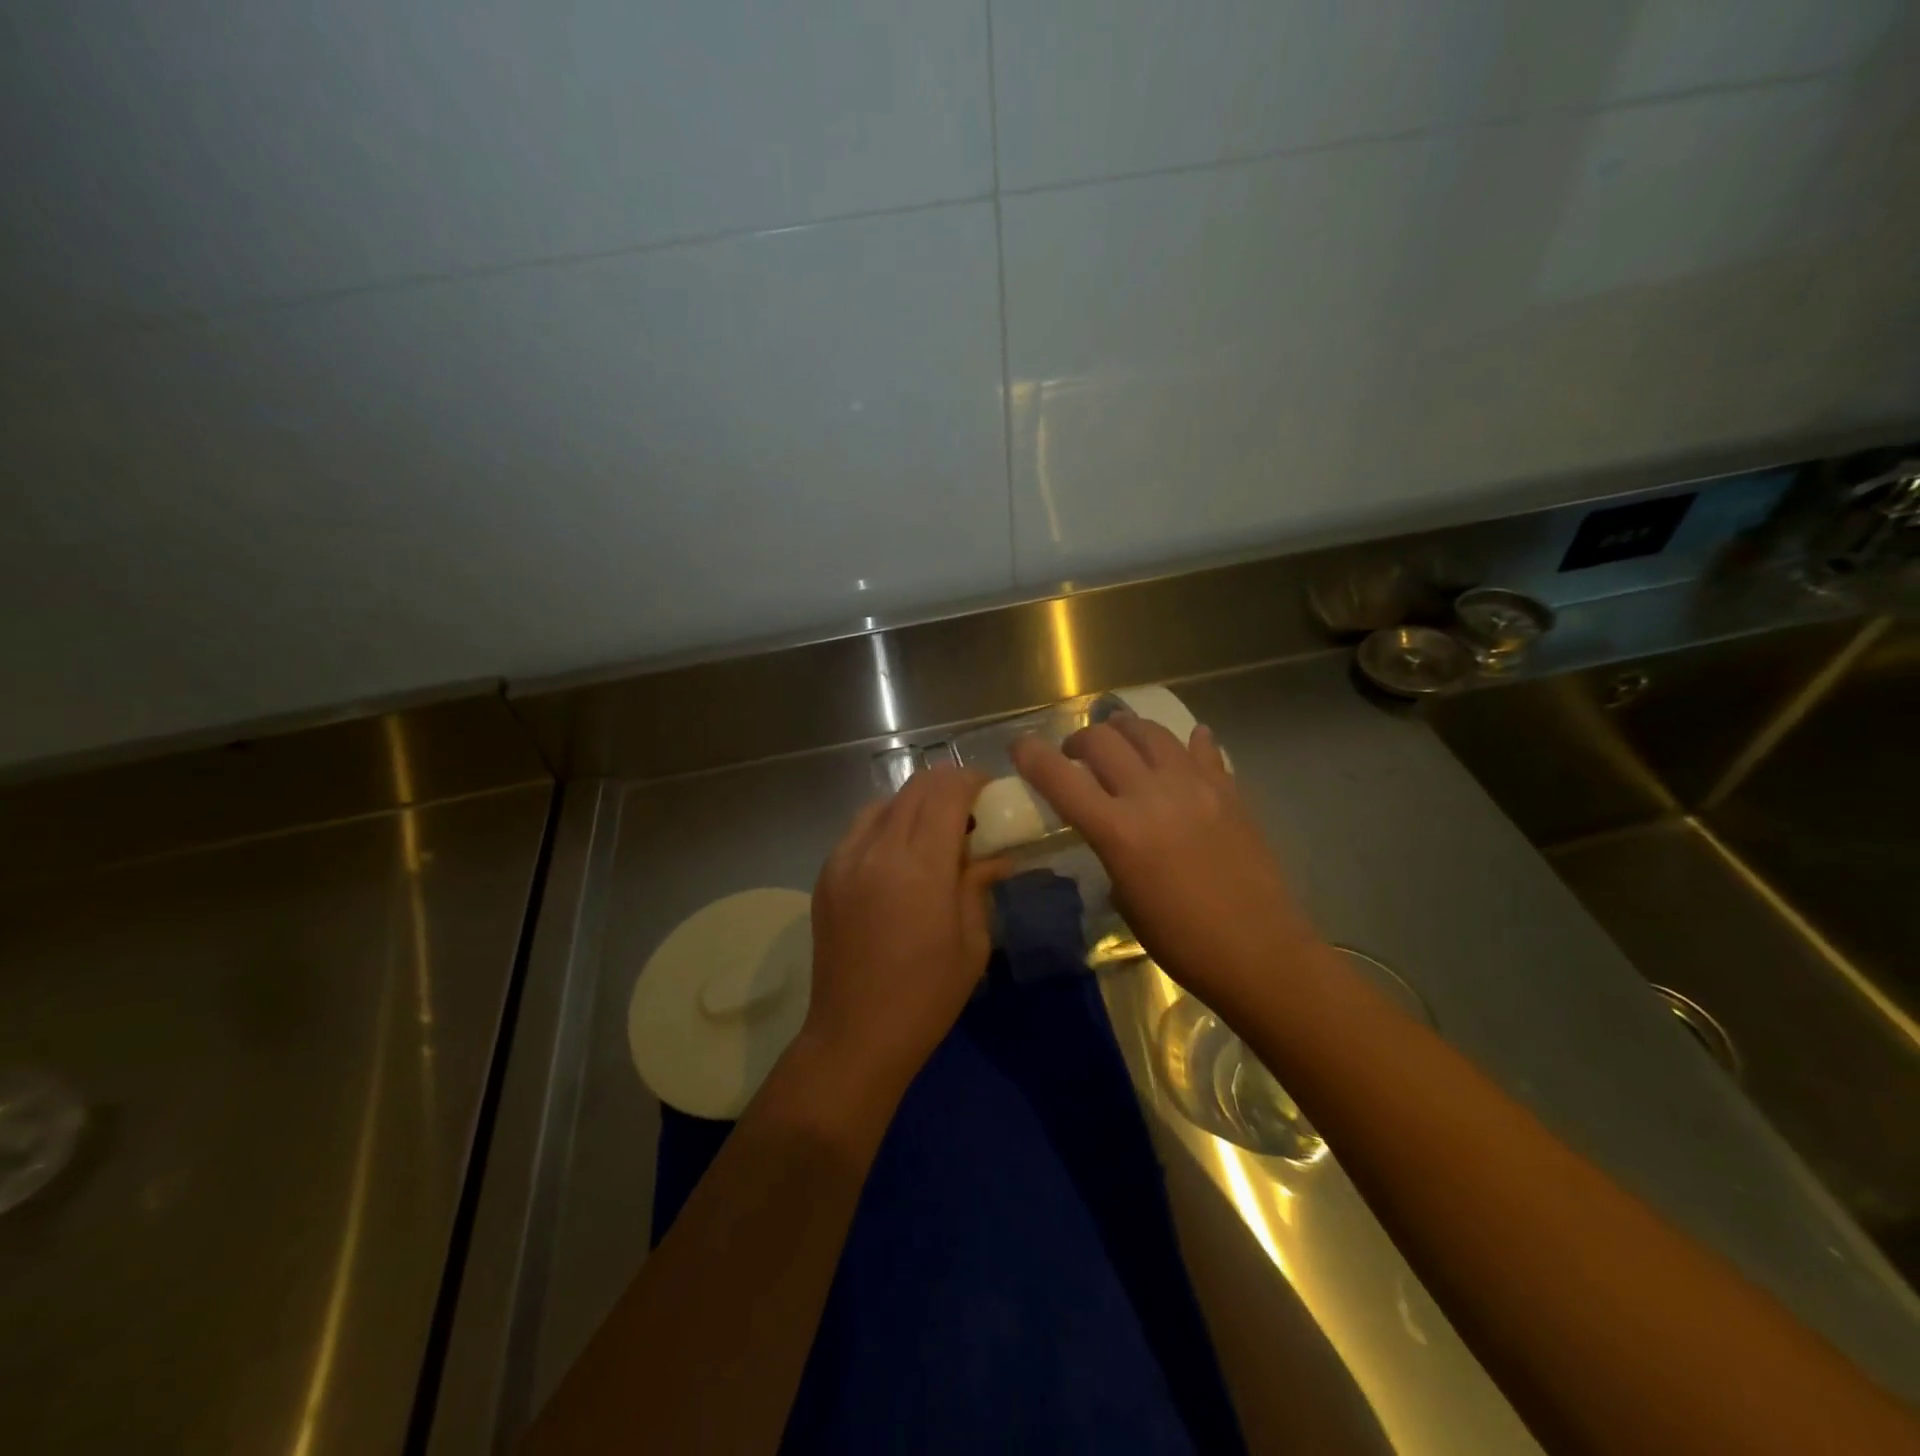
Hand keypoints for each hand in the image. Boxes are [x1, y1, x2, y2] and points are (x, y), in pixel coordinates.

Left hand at [801, 765, 1005, 1101]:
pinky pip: (861, 829)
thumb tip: (997, 855)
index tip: (990, 793)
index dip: (972, 781)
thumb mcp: (972, 941)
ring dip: (915, 805)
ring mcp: (844, 858)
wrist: (855, 1035)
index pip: (946, 790)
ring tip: (934, 834)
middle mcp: (877, 849)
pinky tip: (900, 857)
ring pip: (885, 803)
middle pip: (916, 787)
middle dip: (948, 787)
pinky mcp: (826, 873)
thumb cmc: (927, 996)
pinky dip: (887, 825)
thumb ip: (979, 884)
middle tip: (970, 811)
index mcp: (919, 865)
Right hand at [1012, 714, 1315, 1017]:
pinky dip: (1184, 743)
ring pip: (1150, 731)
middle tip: (1076, 756)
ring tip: (1121, 742)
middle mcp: (1153, 795)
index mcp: (1119, 832)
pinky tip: (1181, 748)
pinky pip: (1202, 748)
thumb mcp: (1125, 899)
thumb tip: (1112, 826)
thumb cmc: (1182, 942)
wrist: (1260, 953)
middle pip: (1103, 740)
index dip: (1031, 756)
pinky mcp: (1230, 789)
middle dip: (1079, 741)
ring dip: (1125, 730)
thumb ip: (1110, 850)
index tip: (1020, 748)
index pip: (1060, 778)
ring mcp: (1196, 786)